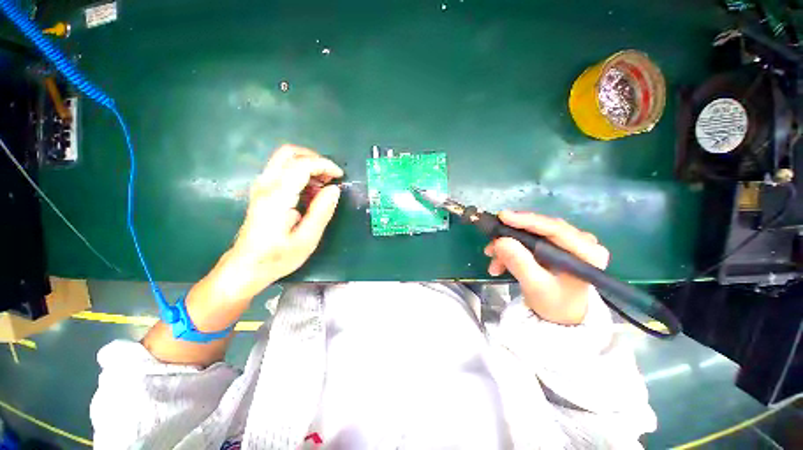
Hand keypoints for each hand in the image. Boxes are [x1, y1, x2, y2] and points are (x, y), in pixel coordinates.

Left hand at [201, 145, 342, 303]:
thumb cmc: (277, 257)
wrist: (246, 267)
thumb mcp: (307, 239)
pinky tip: (311, 191)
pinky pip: (282, 170)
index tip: (340, 176)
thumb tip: (334, 189)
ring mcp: (261, 186)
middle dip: (315, 158)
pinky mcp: (262, 191)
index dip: (324, 165)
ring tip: (324, 186)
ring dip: (308, 165)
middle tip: (331, 176)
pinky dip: (301, 172)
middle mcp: (266, 185)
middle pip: (289, 153)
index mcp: (277, 197)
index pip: (301, 165)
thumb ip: (322, 212)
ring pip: (285, 159)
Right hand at [484, 211, 608, 324]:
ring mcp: (567, 242)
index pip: (555, 228)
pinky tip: (499, 263)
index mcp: (588, 252)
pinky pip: (529, 240)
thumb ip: (519, 263)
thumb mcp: (535, 286)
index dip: (527, 221)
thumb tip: (500, 241)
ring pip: (531, 234)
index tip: (502, 217)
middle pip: (540, 229)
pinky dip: (512, 250)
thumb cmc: (554, 303)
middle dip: (512, 237)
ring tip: (492, 260)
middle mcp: (581, 241)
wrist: (560, 315)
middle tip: (491, 246)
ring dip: (508, 245)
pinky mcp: (555, 245)